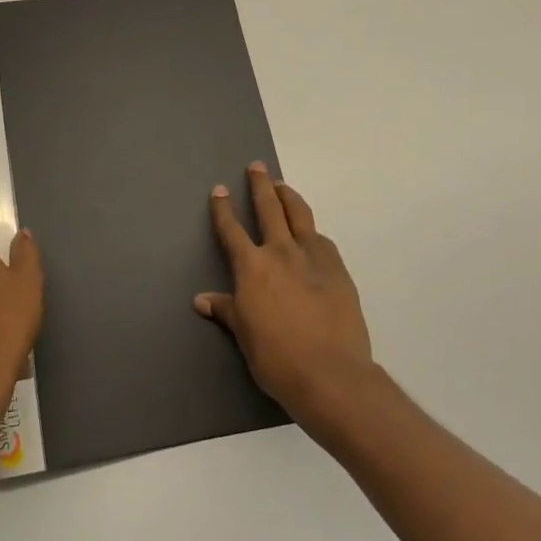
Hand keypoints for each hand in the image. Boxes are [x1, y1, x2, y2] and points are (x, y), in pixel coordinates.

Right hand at [197, 163, 374, 420]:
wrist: (330, 374)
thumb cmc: (277, 359)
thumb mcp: (244, 335)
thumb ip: (226, 310)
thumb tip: (201, 300)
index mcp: (252, 267)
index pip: (232, 230)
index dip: (224, 208)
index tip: (220, 189)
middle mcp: (281, 252)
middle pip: (269, 208)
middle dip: (260, 185)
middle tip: (256, 167)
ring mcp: (313, 258)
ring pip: (300, 215)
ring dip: (289, 197)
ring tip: (283, 187)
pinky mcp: (338, 269)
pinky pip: (322, 240)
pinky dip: (312, 231)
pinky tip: (312, 234)